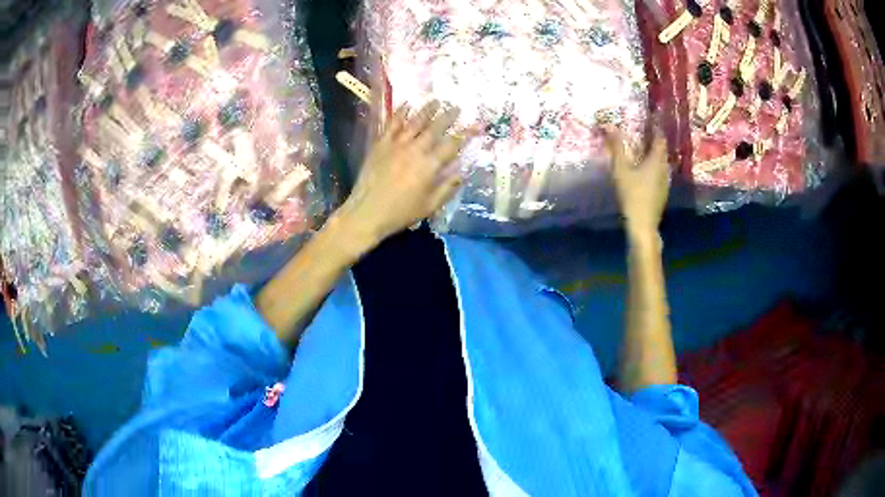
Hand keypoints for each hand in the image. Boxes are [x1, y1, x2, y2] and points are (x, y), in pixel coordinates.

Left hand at [338, 100, 468, 249]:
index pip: (452, 145)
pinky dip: (400, 113)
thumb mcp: (429, 206)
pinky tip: (406, 105)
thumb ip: (447, 188)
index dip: (465, 134)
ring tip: (436, 100)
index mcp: (430, 166)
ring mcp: (396, 145)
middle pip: (435, 128)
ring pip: (415, 122)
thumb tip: (461, 173)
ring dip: (427, 110)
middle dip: (448, 116)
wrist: (366, 212)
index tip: (475, 126)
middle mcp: (415, 150)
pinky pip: (392, 124)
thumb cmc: (400, 213)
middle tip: (456, 107)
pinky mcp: (381, 144)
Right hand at [604, 126, 668, 239]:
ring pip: (662, 162)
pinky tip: (645, 169)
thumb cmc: (632, 195)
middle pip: (662, 149)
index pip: (659, 138)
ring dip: (654, 153)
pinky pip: (660, 172)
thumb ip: (616, 147)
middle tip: (644, 132)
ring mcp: (665, 181)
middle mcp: (664, 168)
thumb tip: (609, 125)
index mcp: (657, 160)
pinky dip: (654, 165)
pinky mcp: (662, 192)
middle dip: (655, 140)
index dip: (655, 127)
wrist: (643, 225)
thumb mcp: (621, 170)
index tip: (650, 119)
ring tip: (644, 148)